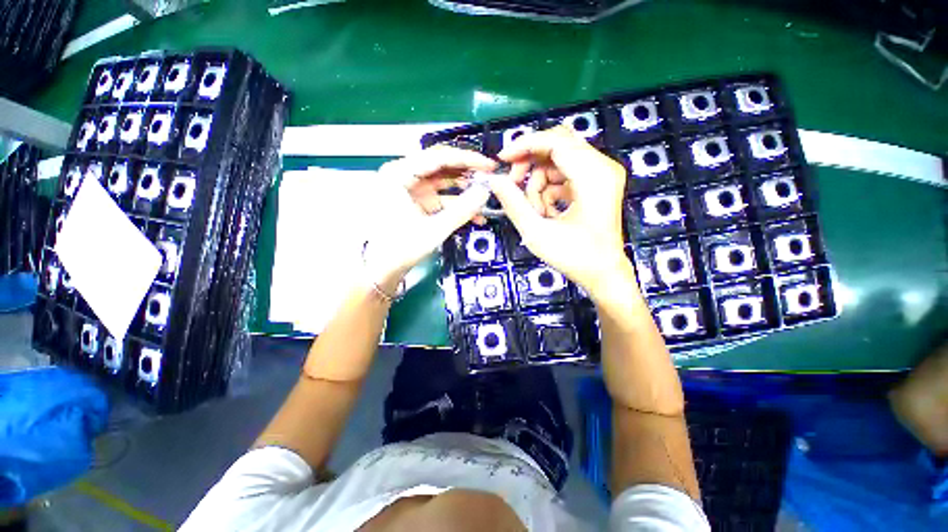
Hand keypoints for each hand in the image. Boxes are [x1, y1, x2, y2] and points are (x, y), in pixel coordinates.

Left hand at [366, 146, 495, 292]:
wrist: (381, 269)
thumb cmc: (399, 248)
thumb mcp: (434, 229)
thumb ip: (462, 210)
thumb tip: (485, 192)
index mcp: (398, 175)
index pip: (438, 157)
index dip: (467, 159)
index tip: (488, 165)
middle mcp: (403, 176)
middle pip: (441, 166)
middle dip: (467, 173)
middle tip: (489, 178)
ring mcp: (410, 189)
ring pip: (444, 182)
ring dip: (464, 190)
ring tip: (484, 197)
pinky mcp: (417, 202)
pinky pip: (441, 197)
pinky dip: (456, 204)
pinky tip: (473, 214)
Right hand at [488, 126, 631, 297]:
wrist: (604, 273)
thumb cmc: (575, 257)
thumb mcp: (537, 233)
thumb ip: (513, 204)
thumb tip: (494, 180)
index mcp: (594, 176)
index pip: (556, 141)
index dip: (525, 145)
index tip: (502, 159)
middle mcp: (603, 167)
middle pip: (558, 145)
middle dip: (530, 164)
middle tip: (513, 185)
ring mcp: (602, 174)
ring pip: (558, 160)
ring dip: (539, 183)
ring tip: (536, 211)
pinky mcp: (597, 183)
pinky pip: (565, 173)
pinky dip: (549, 189)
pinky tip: (547, 212)